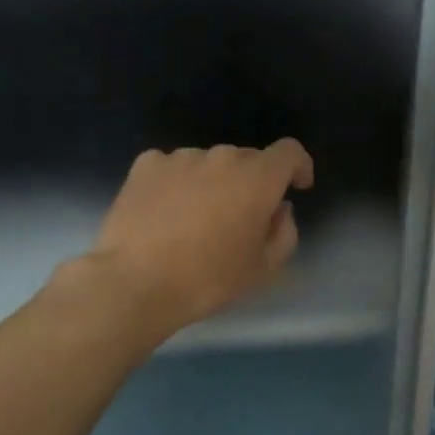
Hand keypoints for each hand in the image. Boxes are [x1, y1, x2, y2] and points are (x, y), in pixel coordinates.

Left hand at [75, 141, 314, 341]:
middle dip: (253, 183)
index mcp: (257, 178)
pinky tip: (167, 213)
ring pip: (209, 164)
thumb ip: (285, 233)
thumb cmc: (208, 279)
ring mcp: (180, 157)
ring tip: (197, 219)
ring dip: (214, 183)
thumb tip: (278, 210)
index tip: (296, 187)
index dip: (298, 166)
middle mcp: (221, 157)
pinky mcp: (146, 165)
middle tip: (242, 219)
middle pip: (248, 159)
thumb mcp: (264, 268)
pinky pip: (174, 167)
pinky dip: (179, 183)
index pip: (289, 152)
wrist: (136, 282)